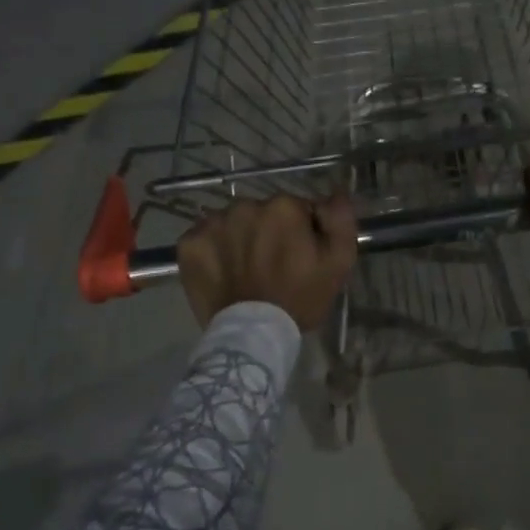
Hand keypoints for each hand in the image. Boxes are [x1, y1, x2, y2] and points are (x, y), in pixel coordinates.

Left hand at [176, 194, 357, 330]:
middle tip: (274, 265)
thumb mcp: (339, 261)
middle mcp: (245, 206)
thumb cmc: (301, 298)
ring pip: (234, 223)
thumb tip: (335, 193)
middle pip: (263, 213)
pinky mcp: (189, 244)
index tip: (301, 255)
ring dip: (241, 238)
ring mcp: (213, 224)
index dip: (301, 232)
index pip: (297, 208)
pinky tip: (224, 270)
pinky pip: (206, 237)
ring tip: (247, 270)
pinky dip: (214, 249)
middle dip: (270, 232)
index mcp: (283, 207)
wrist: (253, 335)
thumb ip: (341, 219)